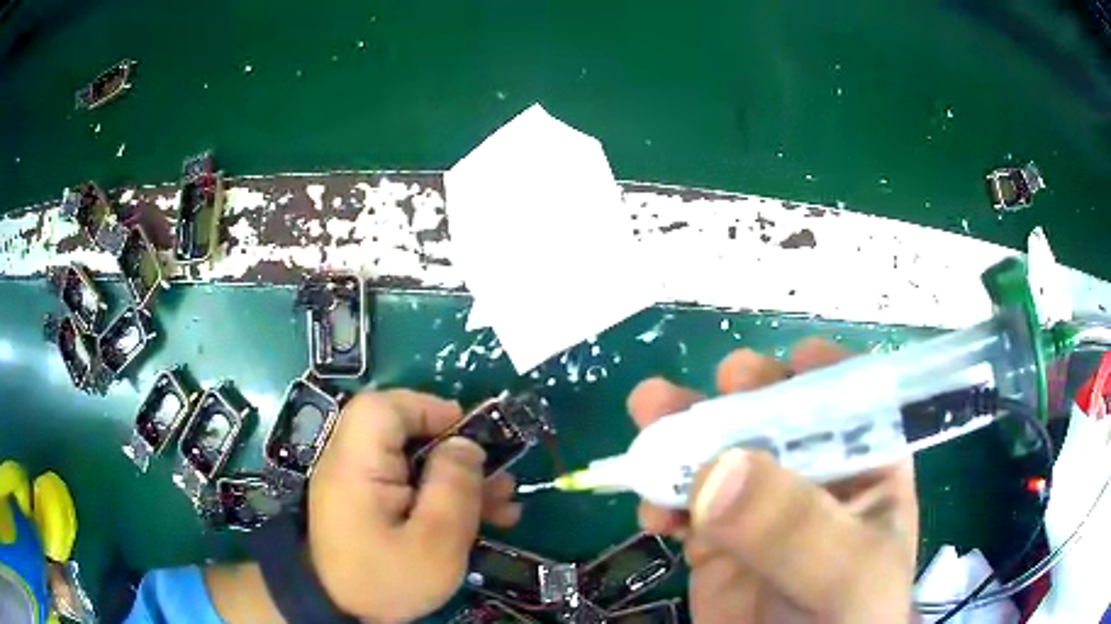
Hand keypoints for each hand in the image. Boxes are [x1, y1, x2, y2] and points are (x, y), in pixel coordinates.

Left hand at [307, 390, 521, 620]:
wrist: (343, 612)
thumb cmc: (387, 580)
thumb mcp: (434, 543)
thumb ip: (453, 489)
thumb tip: (467, 444)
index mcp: (357, 465)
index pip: (384, 408)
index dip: (428, 409)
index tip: (470, 435)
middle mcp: (352, 464)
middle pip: (404, 434)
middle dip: (456, 452)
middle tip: (497, 476)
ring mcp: (360, 485)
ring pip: (413, 461)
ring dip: (458, 478)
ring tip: (503, 503)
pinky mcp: (369, 504)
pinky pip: (408, 485)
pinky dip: (441, 495)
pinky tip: (482, 518)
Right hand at [627, 339, 918, 622]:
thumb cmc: (847, 620)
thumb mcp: (845, 575)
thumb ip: (796, 527)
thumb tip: (718, 468)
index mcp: (867, 464)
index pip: (849, 397)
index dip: (813, 372)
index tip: (774, 367)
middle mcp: (814, 476)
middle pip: (775, 414)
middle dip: (740, 394)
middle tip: (715, 387)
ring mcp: (760, 509)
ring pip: (720, 452)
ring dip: (683, 432)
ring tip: (650, 411)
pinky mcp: (716, 540)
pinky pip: (684, 504)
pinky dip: (660, 496)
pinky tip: (651, 511)